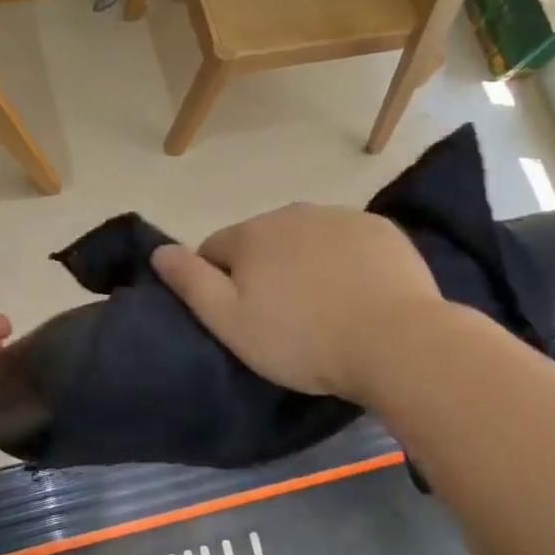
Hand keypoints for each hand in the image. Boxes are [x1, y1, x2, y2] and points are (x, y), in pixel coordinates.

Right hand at [151, 204, 439, 403]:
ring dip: (303, 263)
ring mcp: (341, 217)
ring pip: (305, 239)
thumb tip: (159, 250)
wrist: (396, 342)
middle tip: (282, 318)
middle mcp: (292, 213)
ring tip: (323, 309)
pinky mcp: (380, 230)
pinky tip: (357, 294)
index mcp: (251, 234)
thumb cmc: (302, 339)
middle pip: (261, 241)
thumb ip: (190, 282)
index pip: (215, 250)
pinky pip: (347, 241)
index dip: (220, 283)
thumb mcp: (231, 322)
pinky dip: (344, 261)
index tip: (241, 318)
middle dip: (263, 270)